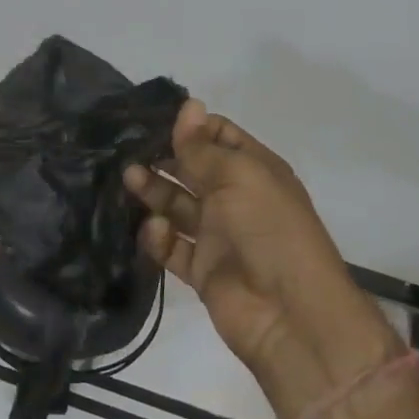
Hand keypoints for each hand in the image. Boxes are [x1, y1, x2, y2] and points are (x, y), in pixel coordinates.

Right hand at [125, 100, 407, 418]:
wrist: (290, 314)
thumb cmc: (268, 229)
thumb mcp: (237, 176)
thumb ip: (202, 146)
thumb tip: (188, 104)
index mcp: (254, 170)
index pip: (218, 136)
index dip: (189, 127)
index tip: (151, 119)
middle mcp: (236, 198)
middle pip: (193, 170)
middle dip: (164, 158)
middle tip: (128, 150)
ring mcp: (219, 235)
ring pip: (179, 206)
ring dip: (155, 192)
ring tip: (129, 179)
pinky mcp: (203, 270)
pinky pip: (173, 247)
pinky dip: (159, 237)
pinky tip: (152, 229)